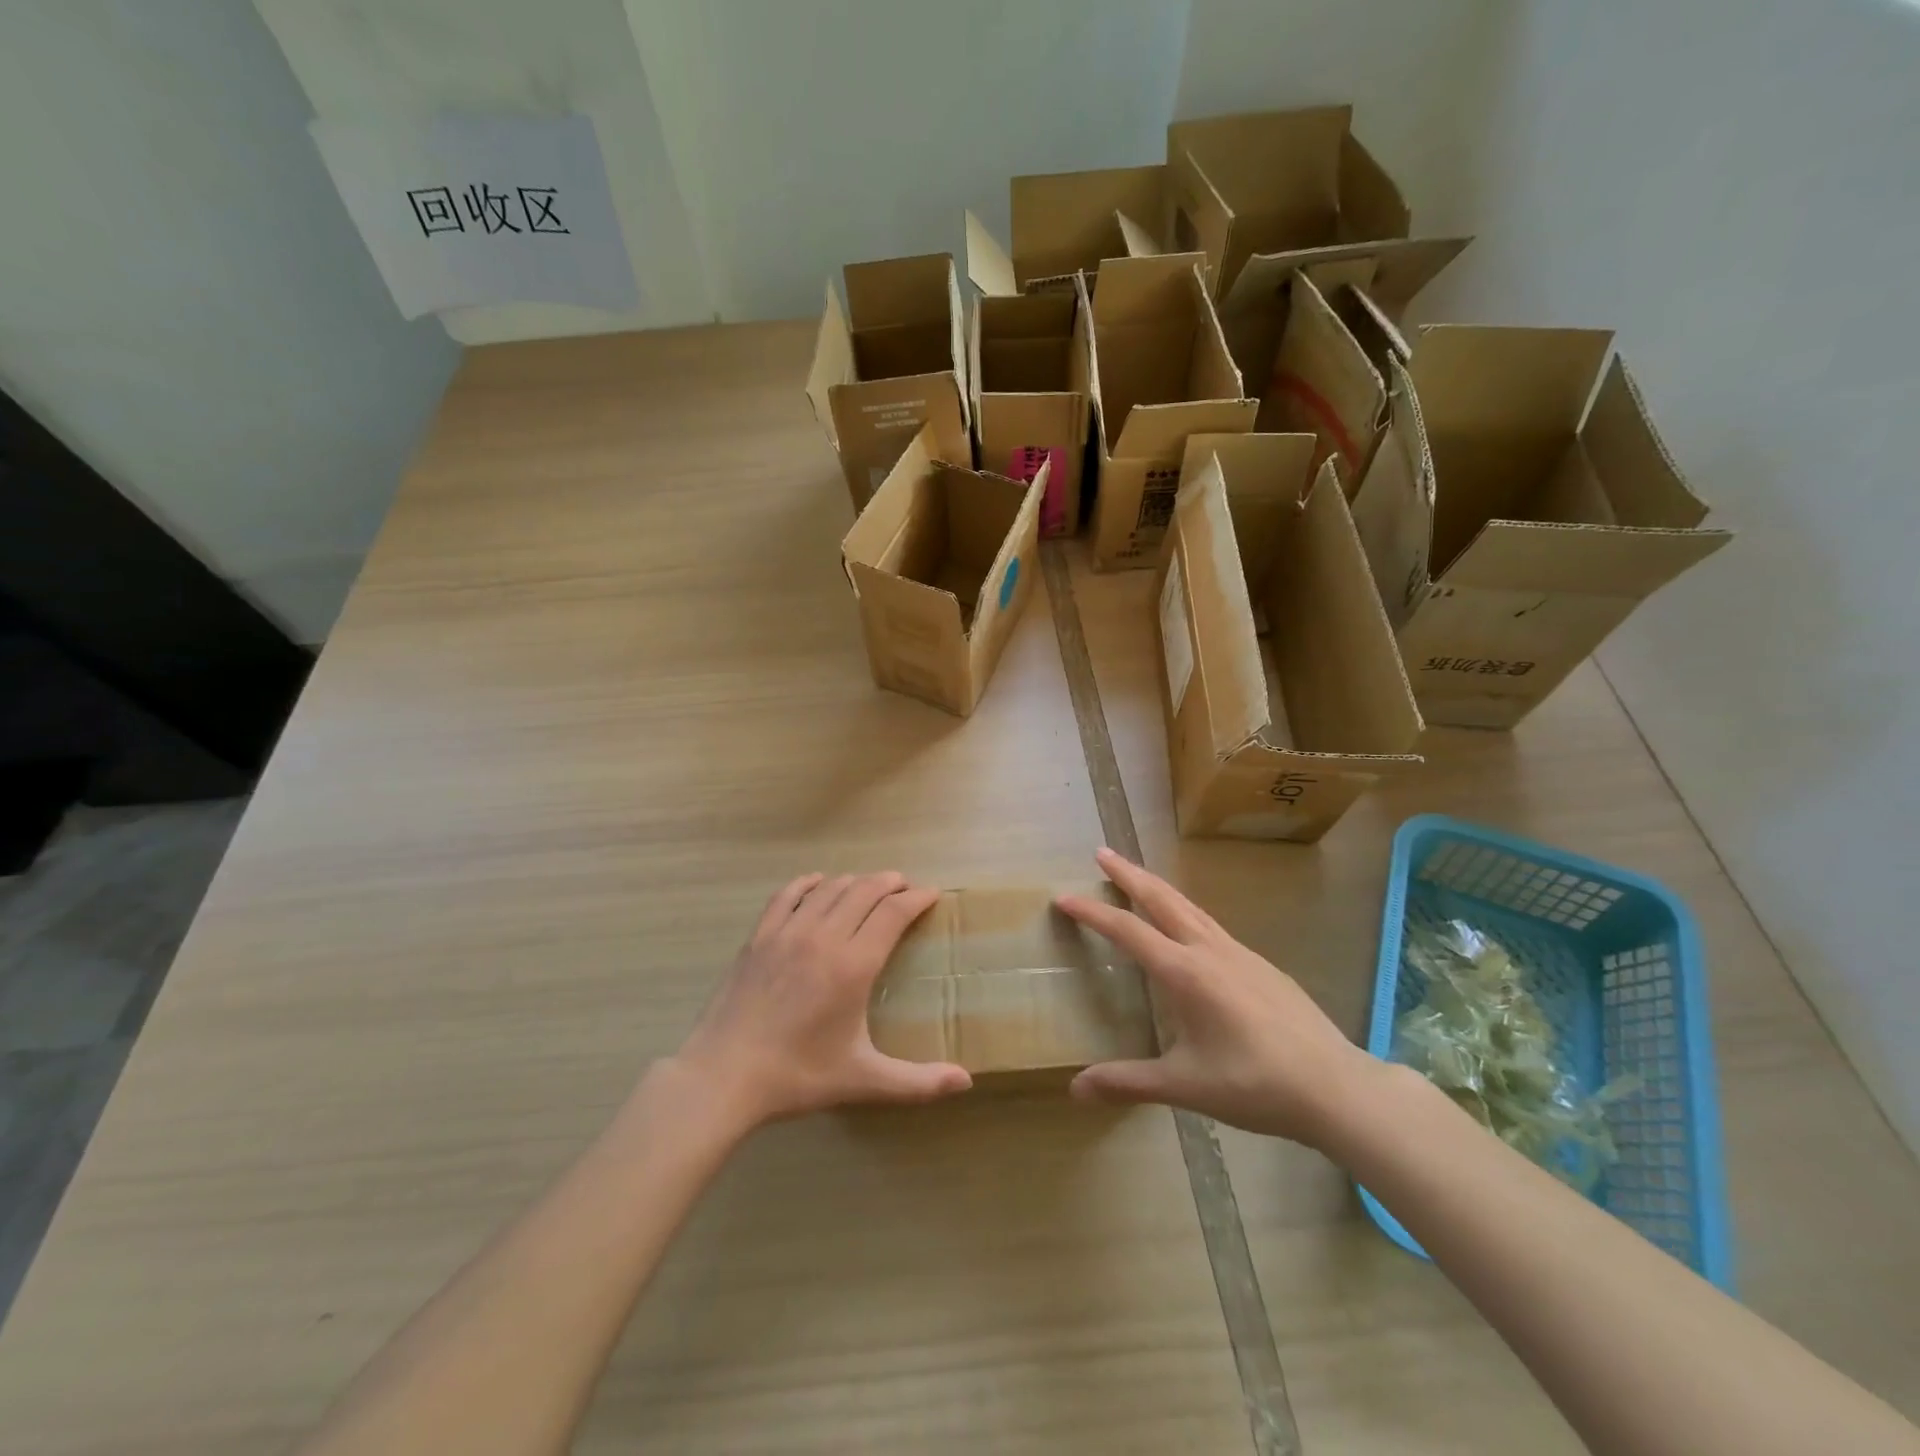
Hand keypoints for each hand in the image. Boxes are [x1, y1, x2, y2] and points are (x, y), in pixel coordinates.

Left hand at [669, 872, 971, 1130]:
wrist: (724, 1076)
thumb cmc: (798, 1075)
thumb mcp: (863, 1080)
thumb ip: (918, 1082)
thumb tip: (966, 1083)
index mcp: (853, 965)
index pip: (893, 913)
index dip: (917, 898)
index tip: (932, 894)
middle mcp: (824, 936)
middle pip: (865, 890)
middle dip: (891, 883)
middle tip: (906, 888)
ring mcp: (788, 932)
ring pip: (830, 888)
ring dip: (856, 881)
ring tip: (870, 888)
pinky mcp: (759, 936)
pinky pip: (788, 894)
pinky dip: (808, 883)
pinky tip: (817, 883)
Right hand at [1054, 848, 1381, 1148]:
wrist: (1335, 1086)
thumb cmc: (1254, 1085)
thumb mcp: (1185, 1085)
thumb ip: (1128, 1081)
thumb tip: (1075, 1088)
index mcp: (1184, 972)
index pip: (1127, 931)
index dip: (1092, 912)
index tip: (1063, 897)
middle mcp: (1209, 950)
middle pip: (1161, 898)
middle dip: (1128, 874)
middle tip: (1102, 853)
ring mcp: (1239, 953)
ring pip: (1189, 906)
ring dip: (1158, 887)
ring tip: (1138, 877)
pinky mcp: (1261, 964)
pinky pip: (1212, 924)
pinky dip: (1185, 910)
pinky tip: (1188, 928)